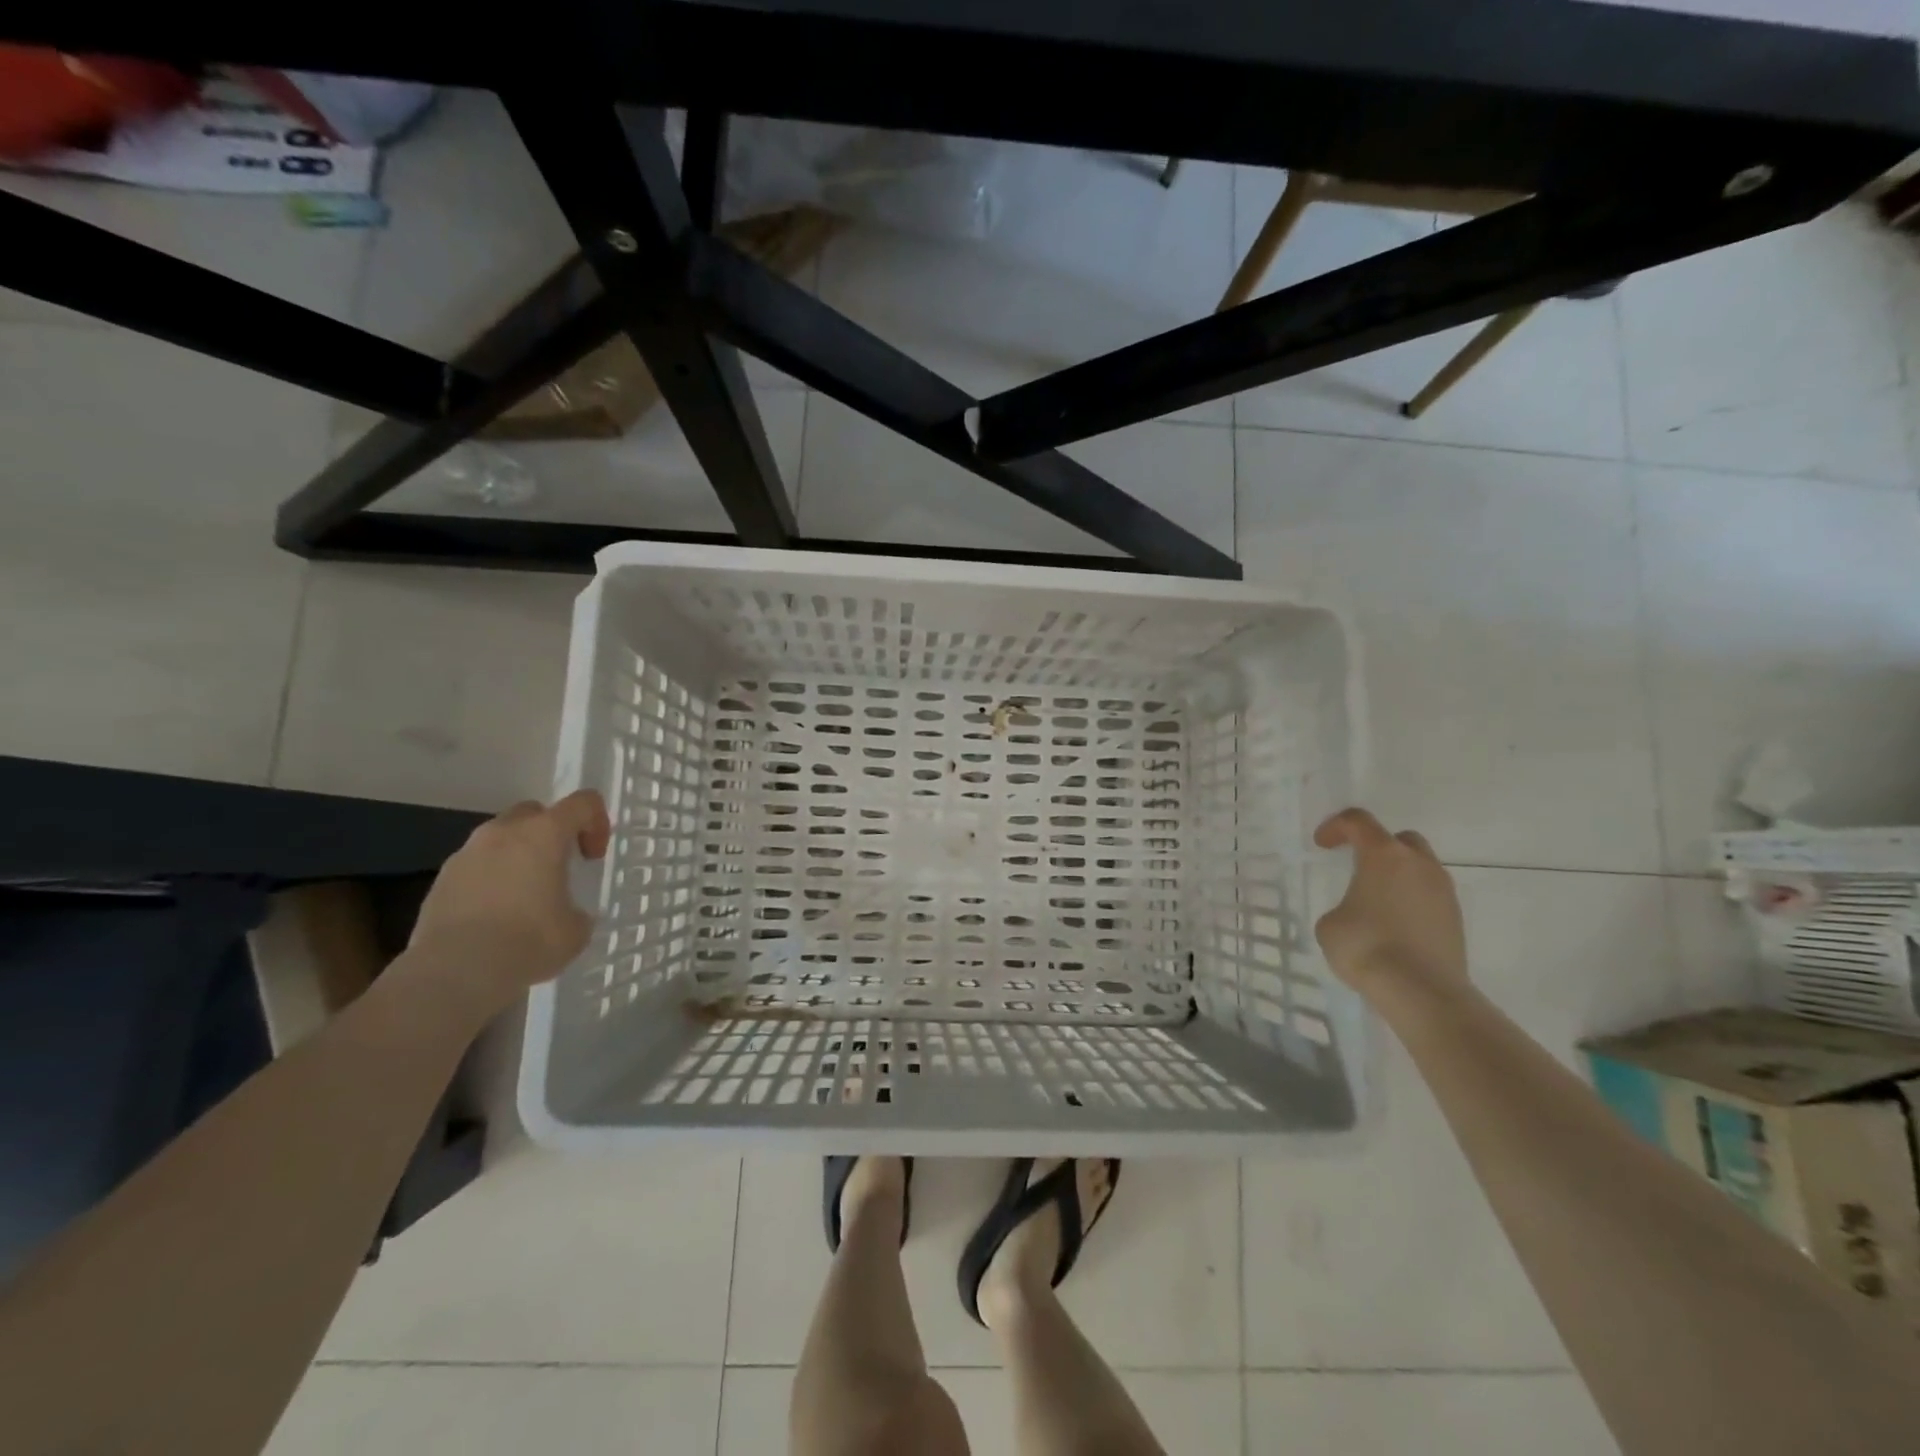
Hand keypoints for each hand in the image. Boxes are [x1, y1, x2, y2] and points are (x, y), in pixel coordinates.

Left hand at [406, 790, 611, 1010]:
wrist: (454, 972)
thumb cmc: (528, 941)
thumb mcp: (575, 929)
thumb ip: (575, 910)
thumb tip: (566, 914)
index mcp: (543, 834)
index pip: (582, 803)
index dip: (596, 823)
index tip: (592, 857)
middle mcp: (502, 833)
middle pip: (534, 812)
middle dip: (550, 833)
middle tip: (558, 868)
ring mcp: (466, 854)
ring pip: (499, 839)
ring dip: (516, 856)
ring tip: (523, 897)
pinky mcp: (440, 880)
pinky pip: (475, 867)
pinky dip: (490, 880)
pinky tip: (494, 917)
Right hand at [1313, 808, 1467, 998]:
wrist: (1422, 992)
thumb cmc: (1367, 947)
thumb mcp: (1330, 924)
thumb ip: (1341, 908)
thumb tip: (1355, 914)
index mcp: (1384, 856)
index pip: (1358, 821)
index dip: (1336, 827)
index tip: (1322, 846)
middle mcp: (1419, 865)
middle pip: (1400, 839)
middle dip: (1377, 846)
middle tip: (1357, 865)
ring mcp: (1443, 891)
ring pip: (1420, 868)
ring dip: (1398, 875)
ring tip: (1376, 900)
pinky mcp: (1456, 919)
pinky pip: (1430, 896)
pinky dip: (1412, 900)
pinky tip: (1395, 925)